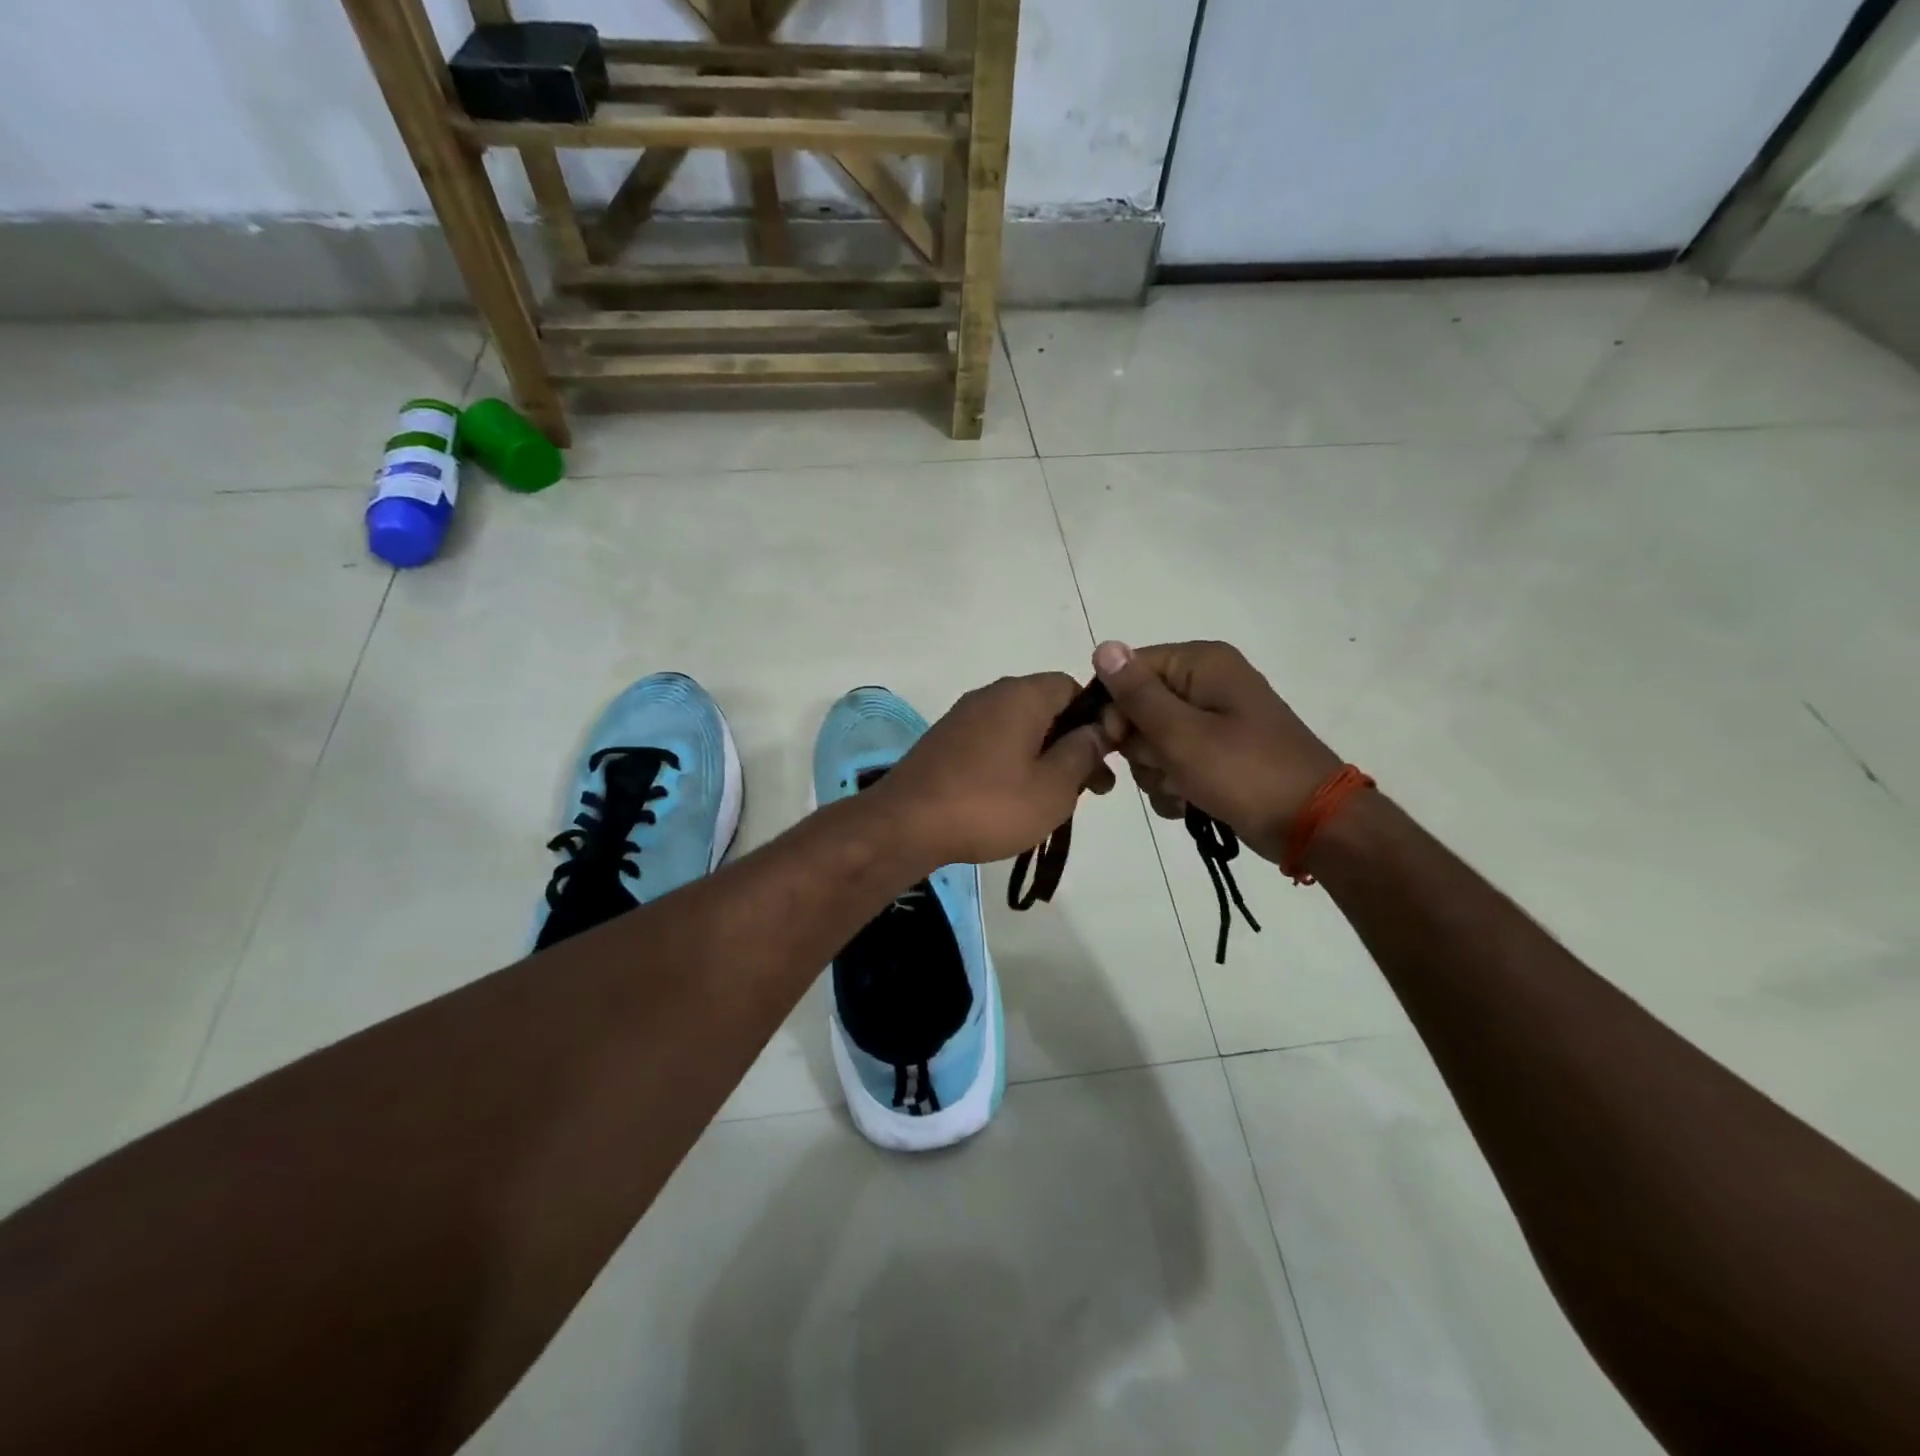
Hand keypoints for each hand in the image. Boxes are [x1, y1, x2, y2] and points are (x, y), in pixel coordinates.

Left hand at [871, 673, 1115, 867]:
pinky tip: (1016, 800)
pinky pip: (992, 743)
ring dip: (1044, 757)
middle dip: (1073, 744)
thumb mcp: (1053, 787)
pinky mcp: (944, 742)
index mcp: (1022, 695)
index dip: (1097, 718)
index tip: (1106, 757)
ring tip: (1056, 800)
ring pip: (1019, 729)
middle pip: (1046, 709)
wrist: (905, 825)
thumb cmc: (990, 805)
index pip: (1072, 687)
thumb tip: (1099, 729)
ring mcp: (963, 718)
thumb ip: (1083, 753)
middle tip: (1091, 789)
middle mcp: (991, 695)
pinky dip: (1012, 764)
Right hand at [1092, 640, 1340, 864]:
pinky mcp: (1217, 753)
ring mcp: (1213, 720)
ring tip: (1182, 790)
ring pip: (1151, 742)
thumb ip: (1136, 693)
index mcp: (1201, 664)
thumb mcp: (1180, 733)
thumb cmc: (1244, 773)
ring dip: (1155, 772)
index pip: (1129, 670)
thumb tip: (1102, 646)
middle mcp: (1206, 683)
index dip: (1115, 709)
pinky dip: (1173, 785)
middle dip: (1141, 747)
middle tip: (1163, 768)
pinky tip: (1187, 802)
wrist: (1312, 825)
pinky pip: (1173, 762)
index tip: (1118, 744)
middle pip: (1137, 709)